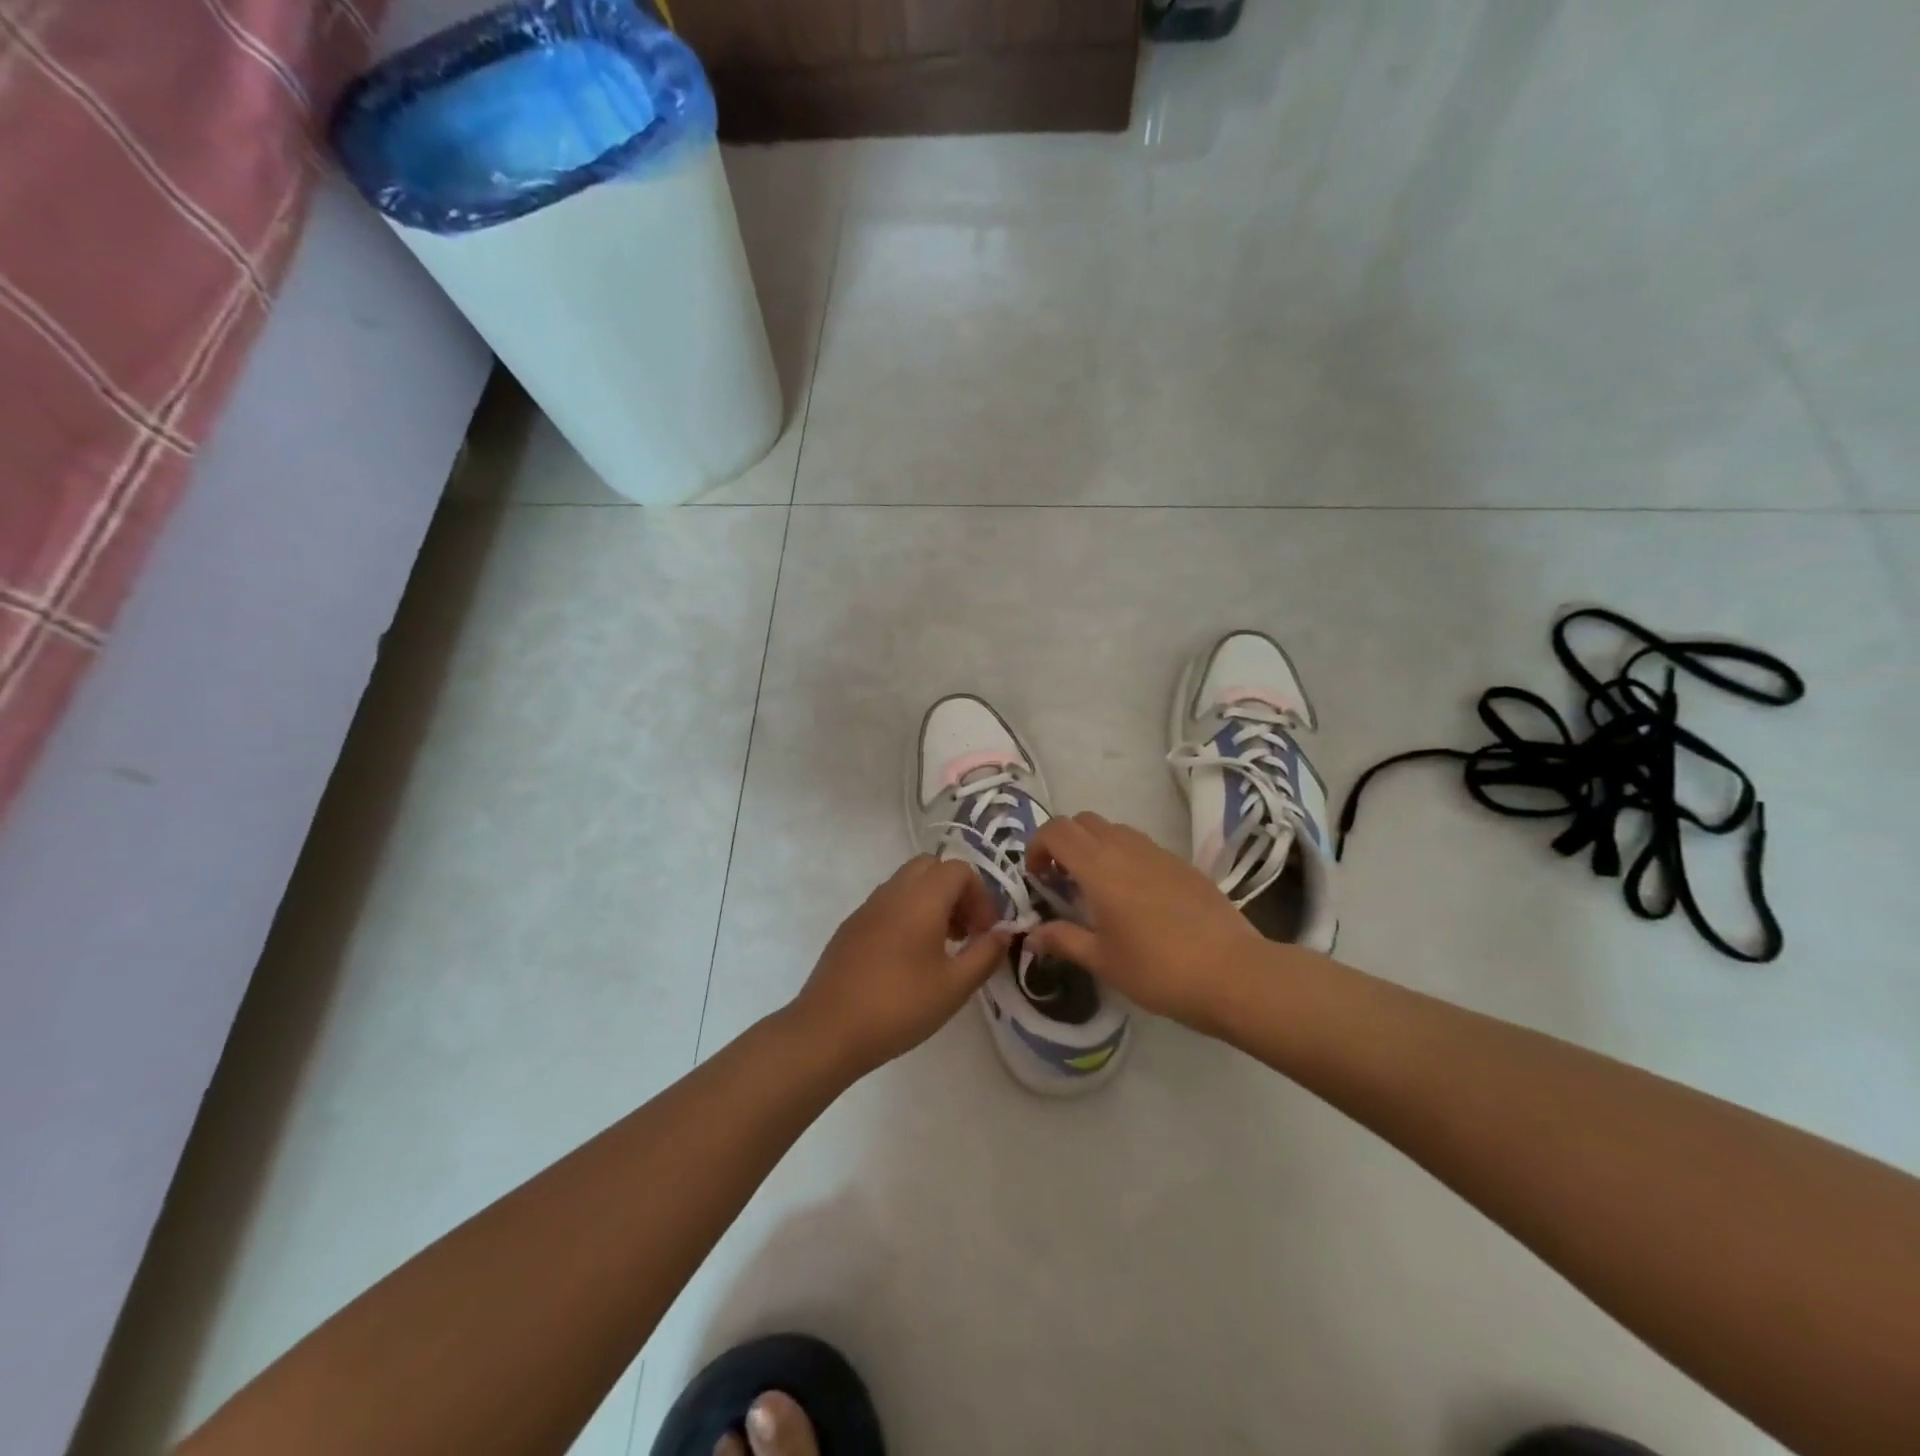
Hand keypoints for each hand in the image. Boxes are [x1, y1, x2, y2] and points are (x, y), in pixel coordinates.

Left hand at [788, 855, 1011, 1076]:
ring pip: (907, 883)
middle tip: (965, 931)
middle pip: (931, 867)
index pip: (959, 869)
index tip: (984, 932)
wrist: (828, 1030)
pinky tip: (909, 959)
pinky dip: (908, 914)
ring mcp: (867, 907)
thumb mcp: (954, 986)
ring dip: (932, 902)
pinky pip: (888, 903)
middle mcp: (893, 891)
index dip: (980, 895)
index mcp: (921, 898)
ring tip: (942, 947)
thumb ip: (985, 954)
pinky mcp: (851, 926)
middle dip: (955, 891)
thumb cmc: (899, 1006)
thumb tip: (1004, 932)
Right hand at [1025, 812, 1272, 1033]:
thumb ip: (1063, 940)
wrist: (1233, 973)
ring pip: (1114, 830)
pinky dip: (1124, 857)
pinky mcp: (1183, 864)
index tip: (1037, 878)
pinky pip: (1142, 845)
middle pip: (1083, 821)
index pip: (1056, 830)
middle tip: (1062, 881)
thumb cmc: (1158, 969)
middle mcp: (1126, 848)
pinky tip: (1135, 898)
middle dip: (1064, 843)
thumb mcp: (1103, 960)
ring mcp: (1158, 852)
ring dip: (1095, 847)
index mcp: (1099, 867)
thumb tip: (1031, 934)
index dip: (1037, 846)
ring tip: (1097, 889)